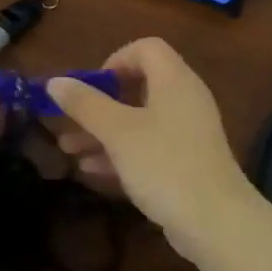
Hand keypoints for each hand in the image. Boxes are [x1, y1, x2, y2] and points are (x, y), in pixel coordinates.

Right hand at [46, 39, 255, 263]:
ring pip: (140, 119)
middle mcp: (185, 98)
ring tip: (67, 147)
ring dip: (104, 130)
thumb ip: (86, 105)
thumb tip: (55, 81)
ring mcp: (187, 132)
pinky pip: (149, 145)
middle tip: (73, 117)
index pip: (147, 48)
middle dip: (101, 101)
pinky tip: (90, 169)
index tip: (92, 86)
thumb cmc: (165, 164)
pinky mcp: (186, 161)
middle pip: (140, 85)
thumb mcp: (119, 133)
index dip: (116, 59)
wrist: (216, 222)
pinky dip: (121, 151)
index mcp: (174, 80)